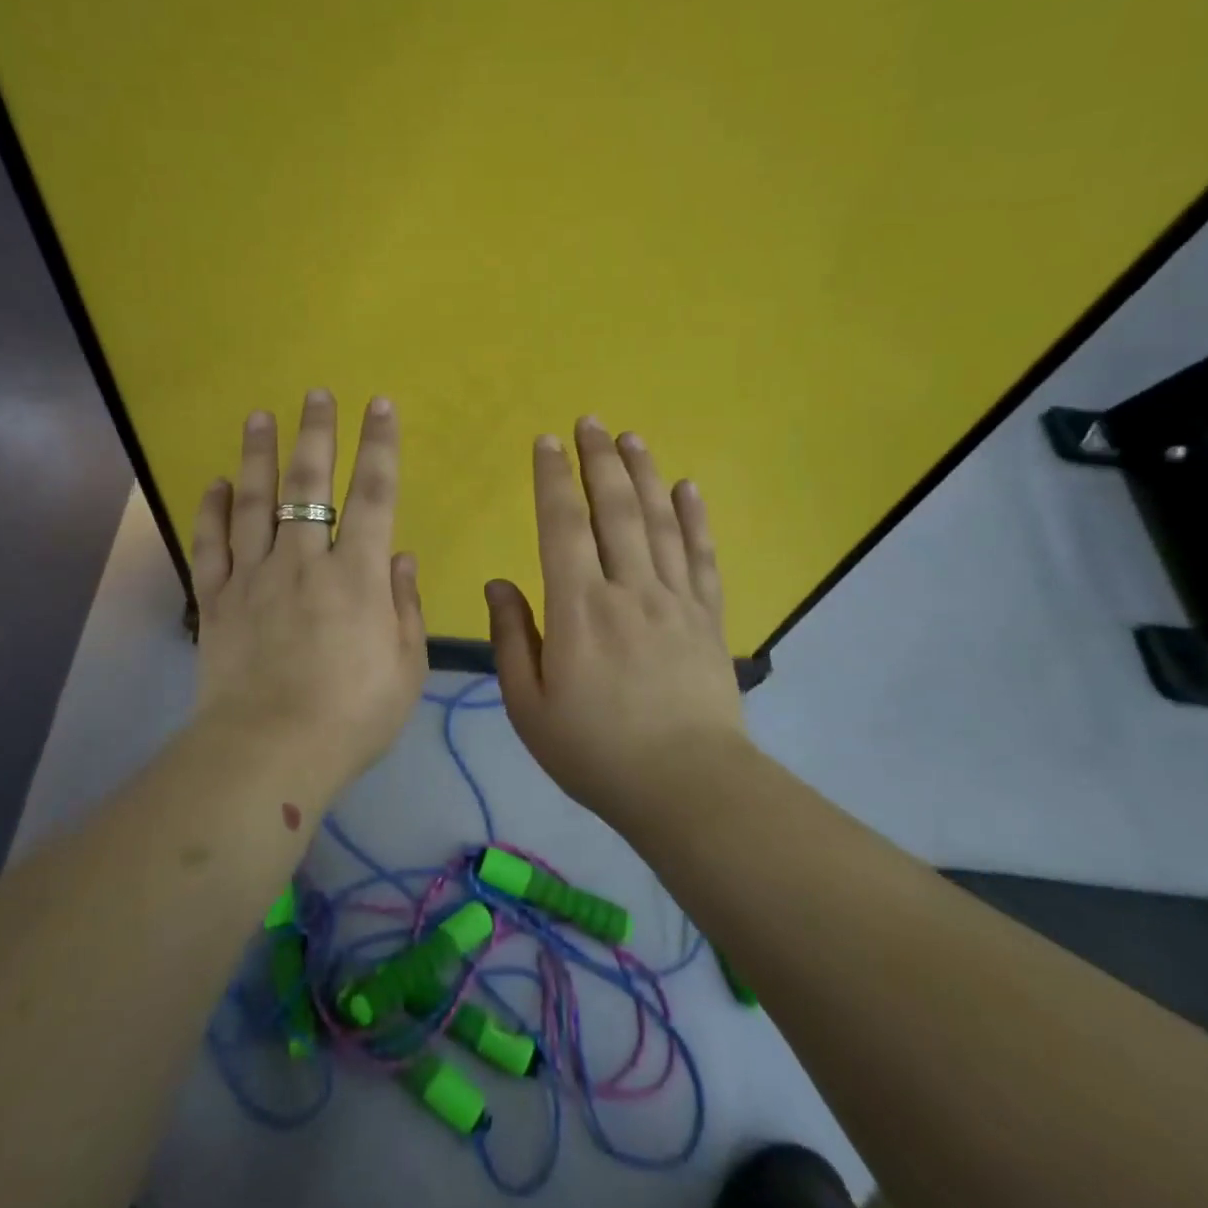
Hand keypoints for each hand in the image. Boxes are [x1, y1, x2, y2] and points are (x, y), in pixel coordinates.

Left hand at [190, 390, 427, 784]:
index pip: (373, 495)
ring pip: (254, 502)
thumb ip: (404, 605)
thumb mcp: (404, 667)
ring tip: (259, 416)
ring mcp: (253, 577)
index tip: (379, 406)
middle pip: (308, 485)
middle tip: (315, 393)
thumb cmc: (351, 716)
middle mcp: (303, 561)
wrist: (270, 754)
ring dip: (258, 455)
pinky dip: (211, 510)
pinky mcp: (216, 601)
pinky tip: (216, 482)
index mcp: (356, 576)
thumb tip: (397, 555)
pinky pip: (210, 545)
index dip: (379, 446)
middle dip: (315, 434)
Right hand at [487, 417, 748, 820]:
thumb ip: (512, 638)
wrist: (685, 786)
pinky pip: (702, 555)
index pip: (563, 525)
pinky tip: (688, 488)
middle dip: (599, 460)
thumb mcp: (529, 705)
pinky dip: (695, 517)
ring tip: (632, 437)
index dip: (553, 479)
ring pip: (659, 521)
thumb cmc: (594, 751)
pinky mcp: (709, 617)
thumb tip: (499, 581)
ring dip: (644, 474)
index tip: (546, 442)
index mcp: (578, 608)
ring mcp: (675, 599)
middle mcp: (628, 589)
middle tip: (590, 421)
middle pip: (614, 509)